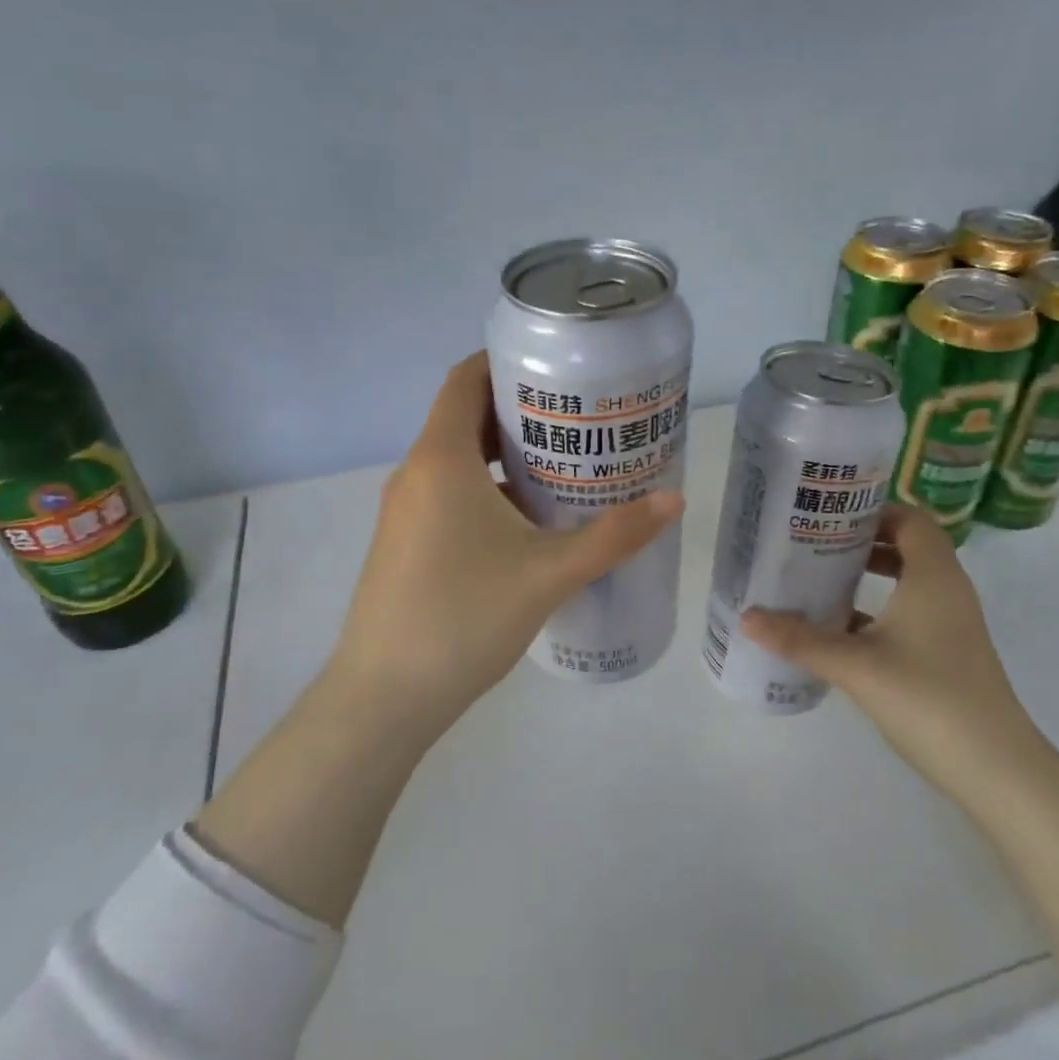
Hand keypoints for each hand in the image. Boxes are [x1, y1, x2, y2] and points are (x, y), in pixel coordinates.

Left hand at [329, 352, 683, 725]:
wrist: (384, 697)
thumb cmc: (464, 617)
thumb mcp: (549, 573)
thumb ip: (614, 535)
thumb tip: (674, 500)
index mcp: (441, 458)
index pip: (466, 378)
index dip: (507, 362)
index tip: (557, 368)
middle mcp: (416, 472)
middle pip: (466, 416)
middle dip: (519, 411)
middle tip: (578, 418)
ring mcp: (405, 510)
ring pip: (457, 460)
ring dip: (504, 455)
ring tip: (564, 464)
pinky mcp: (405, 542)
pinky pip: (448, 493)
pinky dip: (487, 489)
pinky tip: (529, 521)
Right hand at [740, 505, 1044, 798]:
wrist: (996, 769)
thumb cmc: (929, 698)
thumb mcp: (856, 665)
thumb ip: (800, 639)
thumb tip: (747, 618)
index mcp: (933, 576)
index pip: (909, 518)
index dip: (871, 510)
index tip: (828, 516)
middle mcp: (947, 591)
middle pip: (906, 546)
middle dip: (861, 541)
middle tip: (814, 542)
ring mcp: (950, 624)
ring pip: (907, 581)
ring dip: (868, 575)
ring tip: (820, 578)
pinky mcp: (946, 653)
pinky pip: (908, 612)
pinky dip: (876, 608)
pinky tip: (838, 628)